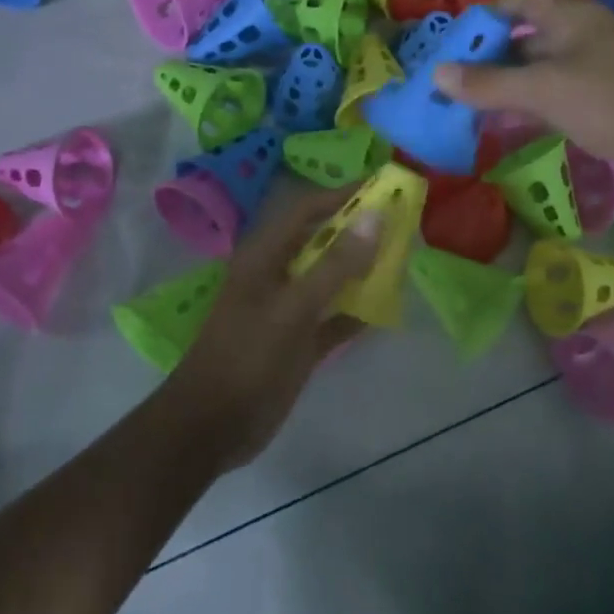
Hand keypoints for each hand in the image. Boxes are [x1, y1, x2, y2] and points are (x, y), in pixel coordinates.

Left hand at [162, 187, 380, 470]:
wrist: (211, 427)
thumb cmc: (246, 358)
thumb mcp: (292, 308)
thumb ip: (335, 264)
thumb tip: (375, 216)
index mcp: (264, 256)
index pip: (306, 210)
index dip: (342, 195)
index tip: (383, 186)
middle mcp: (276, 276)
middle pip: (322, 242)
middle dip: (358, 231)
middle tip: (402, 223)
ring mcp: (287, 311)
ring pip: (331, 280)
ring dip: (362, 270)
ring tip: (402, 259)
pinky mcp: (298, 343)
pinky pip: (333, 319)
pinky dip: (356, 313)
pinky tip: (386, 310)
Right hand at [434, 0, 613, 194]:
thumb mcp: (544, 90)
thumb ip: (490, 84)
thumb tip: (437, 74)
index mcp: (569, 19)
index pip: (519, 2)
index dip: (485, 16)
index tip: (452, 43)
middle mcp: (580, 39)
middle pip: (524, 40)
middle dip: (487, 58)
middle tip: (448, 82)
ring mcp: (593, 74)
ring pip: (538, 74)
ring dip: (505, 89)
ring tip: (464, 109)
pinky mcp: (602, 106)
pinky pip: (554, 102)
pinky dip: (528, 111)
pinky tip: (503, 130)